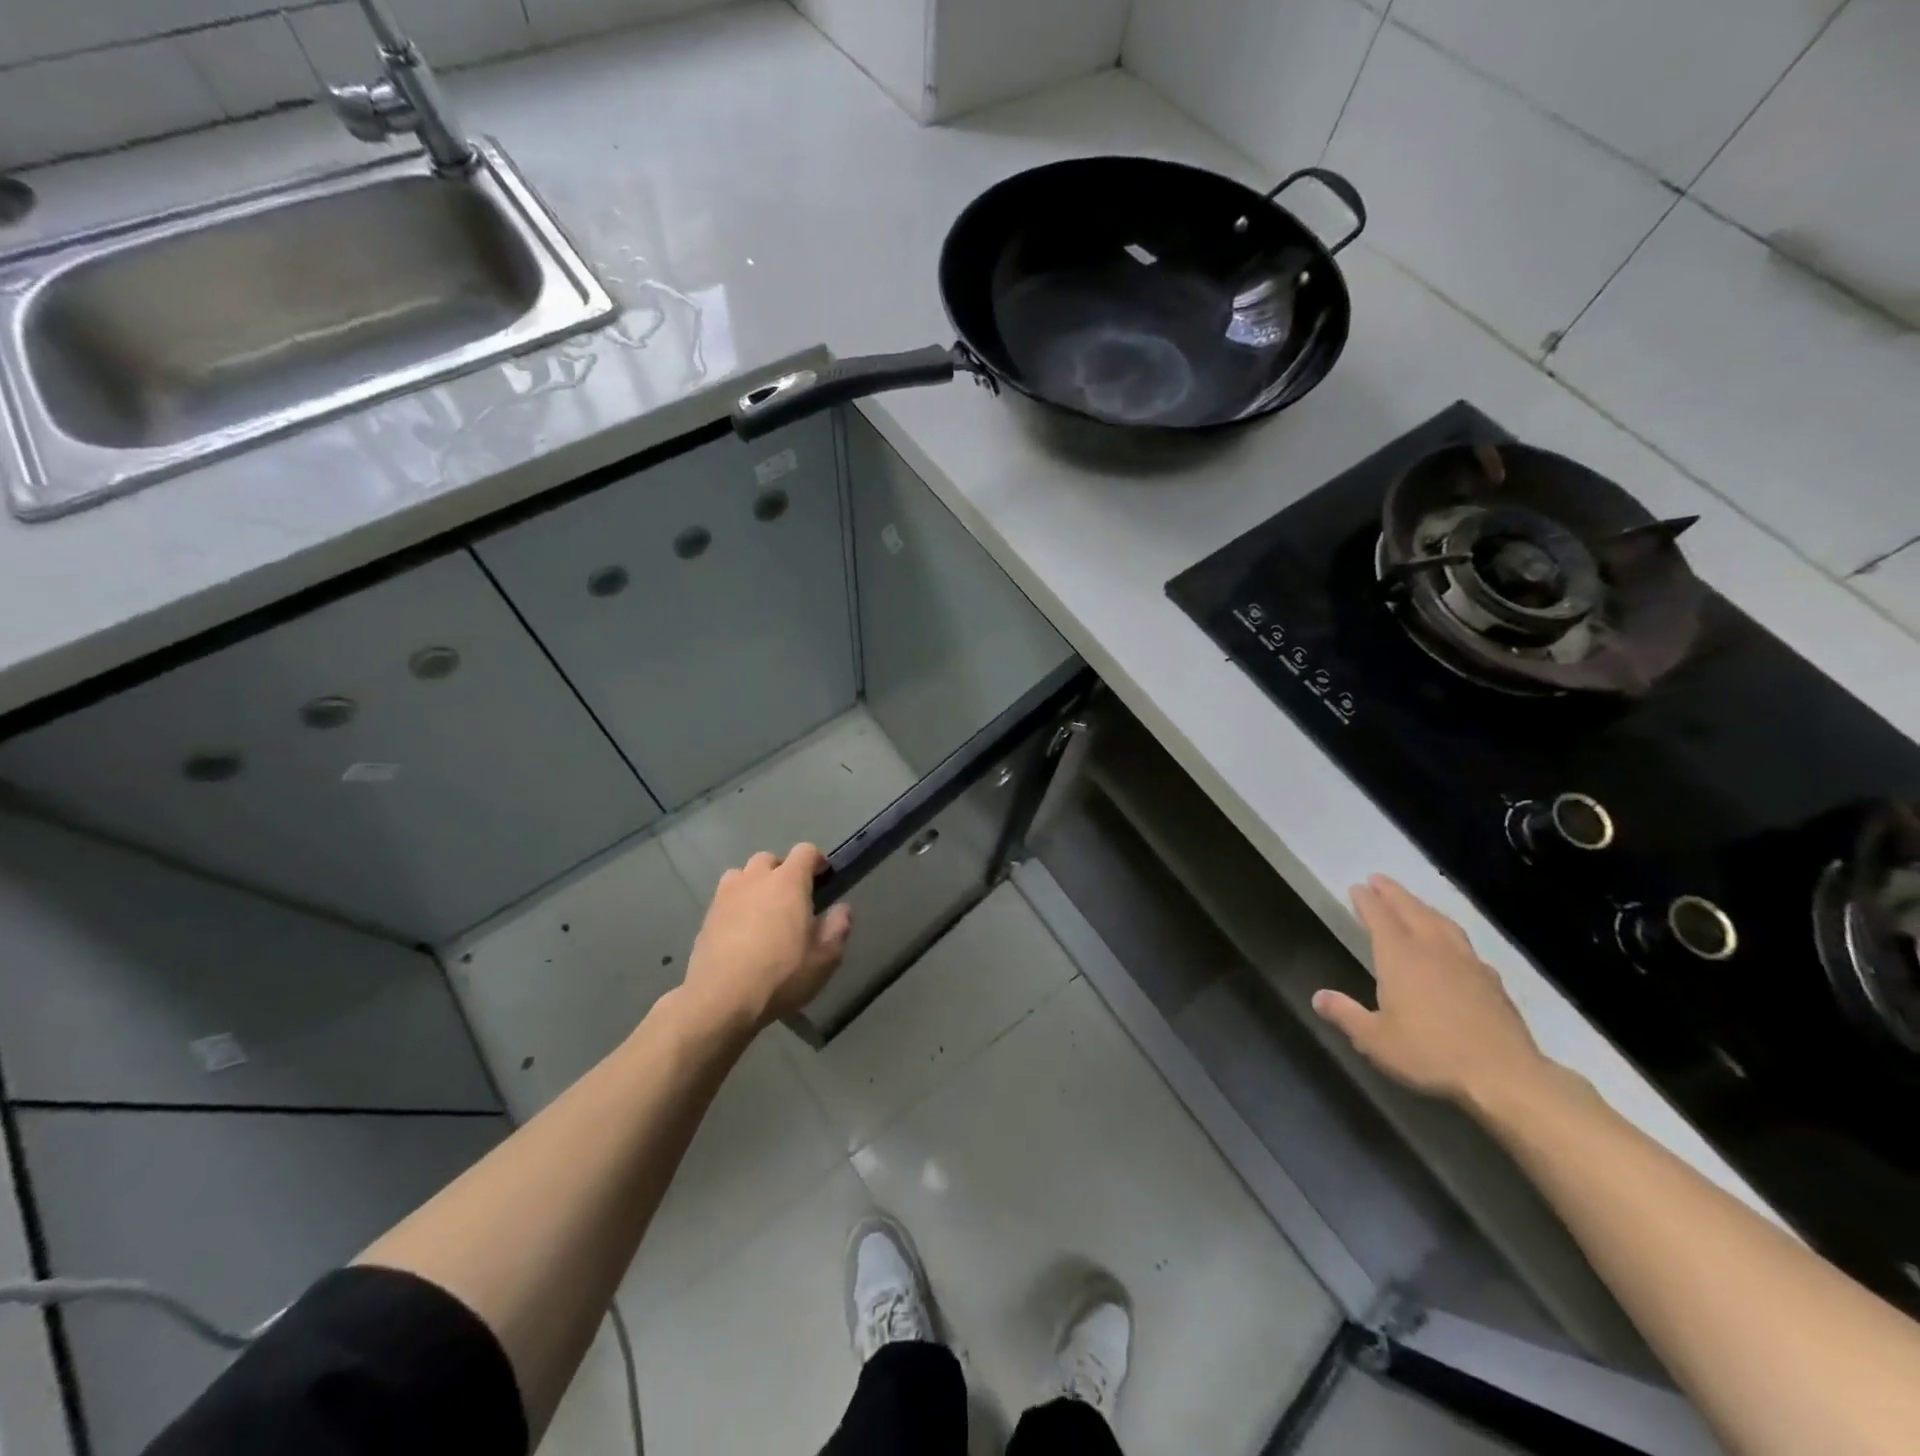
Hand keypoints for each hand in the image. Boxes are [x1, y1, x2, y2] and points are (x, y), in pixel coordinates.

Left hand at [679, 845, 851, 1034]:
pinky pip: (725, 898)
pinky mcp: (707, 916)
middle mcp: (756, 879)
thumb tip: (842, 910)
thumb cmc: (781, 974)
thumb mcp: (824, 958)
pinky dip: (736, 905)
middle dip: (782, 872)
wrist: (721, 999)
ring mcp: (726, 895)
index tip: (823, 878)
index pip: (805, 851)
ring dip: (754, 884)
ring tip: (762, 910)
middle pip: (770, 859)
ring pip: (742, 875)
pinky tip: (740, 931)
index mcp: (788, 882)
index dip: (817, 860)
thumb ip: (838, 928)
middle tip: (792, 898)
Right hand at [1312, 874, 1548, 1111]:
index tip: (1357, 887)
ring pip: (1441, 923)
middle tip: (1379, 879)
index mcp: (1400, 957)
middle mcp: (1432, 949)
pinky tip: (1452, 946)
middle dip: (1393, 893)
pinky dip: (1450, 934)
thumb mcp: (1375, 1040)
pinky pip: (1465, 944)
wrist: (1505, 1076)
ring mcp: (1466, 963)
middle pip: (1411, 910)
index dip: (1367, 901)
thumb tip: (1318, 997)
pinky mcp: (1492, 981)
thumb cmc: (1430, 1054)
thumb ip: (1345, 1015)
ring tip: (1413, 903)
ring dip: (1423, 907)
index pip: (1379, 918)